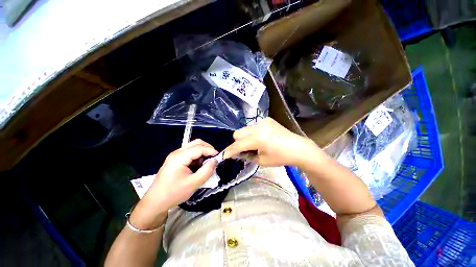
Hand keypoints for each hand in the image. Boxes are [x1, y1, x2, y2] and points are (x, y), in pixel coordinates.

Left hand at [130, 139, 217, 228]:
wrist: (155, 202)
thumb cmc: (173, 193)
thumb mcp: (193, 183)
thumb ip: (206, 171)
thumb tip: (215, 161)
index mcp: (180, 157)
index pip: (199, 147)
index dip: (211, 150)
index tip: (219, 157)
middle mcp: (177, 152)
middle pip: (196, 143)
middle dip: (207, 148)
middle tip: (214, 158)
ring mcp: (176, 155)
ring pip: (193, 147)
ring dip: (203, 152)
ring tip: (206, 164)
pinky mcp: (176, 160)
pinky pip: (190, 153)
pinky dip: (198, 156)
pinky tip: (198, 166)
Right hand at [224, 118, 321, 166]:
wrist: (298, 148)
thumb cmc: (281, 157)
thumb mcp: (262, 160)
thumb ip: (248, 155)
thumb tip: (239, 152)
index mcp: (257, 139)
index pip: (238, 145)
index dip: (230, 151)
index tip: (224, 156)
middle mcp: (257, 127)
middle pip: (238, 133)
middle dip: (237, 142)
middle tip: (244, 150)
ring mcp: (262, 121)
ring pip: (245, 128)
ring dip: (245, 137)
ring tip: (254, 143)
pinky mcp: (267, 119)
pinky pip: (254, 126)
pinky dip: (253, 132)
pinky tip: (262, 137)